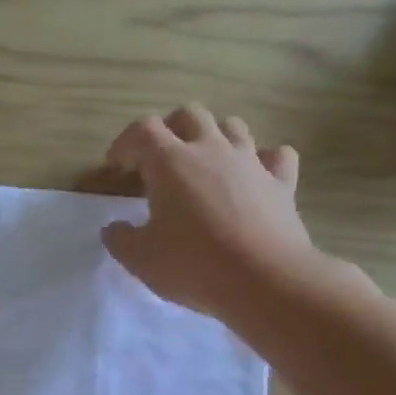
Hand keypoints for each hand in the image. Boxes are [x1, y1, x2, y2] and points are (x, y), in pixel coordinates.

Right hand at [100, 105, 320, 324]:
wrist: (264, 279)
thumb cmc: (193, 265)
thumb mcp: (140, 259)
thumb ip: (120, 239)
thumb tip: (113, 229)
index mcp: (170, 163)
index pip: (142, 130)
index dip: (125, 143)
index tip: (116, 165)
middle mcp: (211, 150)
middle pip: (189, 114)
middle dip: (169, 128)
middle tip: (159, 158)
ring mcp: (251, 162)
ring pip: (232, 126)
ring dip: (213, 137)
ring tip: (203, 163)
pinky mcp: (282, 182)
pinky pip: (275, 155)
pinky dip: (262, 159)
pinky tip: (253, 176)